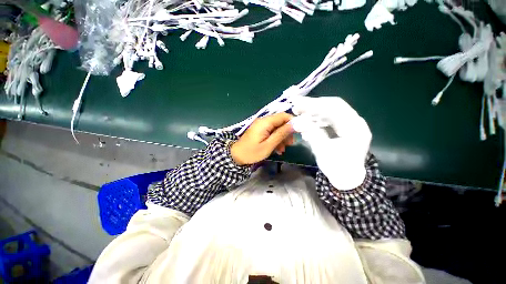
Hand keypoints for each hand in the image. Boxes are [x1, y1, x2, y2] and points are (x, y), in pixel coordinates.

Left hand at [231, 113, 294, 165]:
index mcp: (265, 122)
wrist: (237, 156)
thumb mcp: (269, 145)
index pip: (283, 116)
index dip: (292, 122)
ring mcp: (261, 126)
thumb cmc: (252, 152)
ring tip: (283, 149)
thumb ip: (281, 134)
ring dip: (282, 138)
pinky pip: (271, 132)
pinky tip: (277, 149)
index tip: (298, 132)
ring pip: (277, 128)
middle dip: (287, 132)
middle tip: (291, 144)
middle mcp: (263, 121)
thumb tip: (294, 125)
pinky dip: (275, 139)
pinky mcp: (260, 131)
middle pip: (280, 122)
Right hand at [291, 96, 371, 189]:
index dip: (314, 104)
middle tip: (297, 106)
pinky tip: (307, 122)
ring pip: (331, 111)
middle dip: (313, 105)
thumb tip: (297, 121)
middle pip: (333, 106)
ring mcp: (351, 125)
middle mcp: (355, 122)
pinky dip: (317, 119)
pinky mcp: (345, 128)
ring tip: (299, 113)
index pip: (334, 107)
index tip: (298, 104)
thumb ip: (311, 133)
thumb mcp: (322, 150)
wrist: (348, 180)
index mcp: (354, 128)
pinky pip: (330, 119)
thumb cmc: (337, 168)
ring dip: (314, 112)